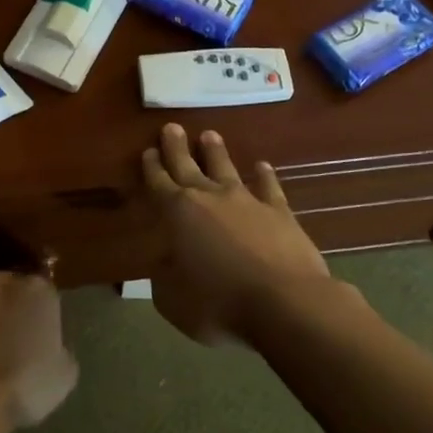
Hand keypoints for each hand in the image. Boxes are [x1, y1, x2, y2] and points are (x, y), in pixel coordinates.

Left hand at [0, 271, 78, 428]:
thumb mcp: (65, 372)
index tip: (44, 340)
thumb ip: (61, 349)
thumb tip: (53, 349)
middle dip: (17, 312)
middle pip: (15, 292)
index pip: (47, 296)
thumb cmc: (28, 380)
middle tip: (19, 343)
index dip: (46, 319)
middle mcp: (5, 281)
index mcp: (39, 288)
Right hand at [141, 123, 329, 345]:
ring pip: (226, 168)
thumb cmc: (219, 304)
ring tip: (210, 135)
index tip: (148, 152)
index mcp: (178, 214)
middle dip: (177, 147)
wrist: (285, 302)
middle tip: (172, 128)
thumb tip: (164, 262)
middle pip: (188, 166)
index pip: (159, 183)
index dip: (151, 167)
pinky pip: (268, 187)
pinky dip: (264, 175)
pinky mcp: (279, 212)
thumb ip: (164, 277)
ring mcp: (247, 201)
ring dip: (216, 152)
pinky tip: (262, 166)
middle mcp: (210, 198)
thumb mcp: (173, 300)